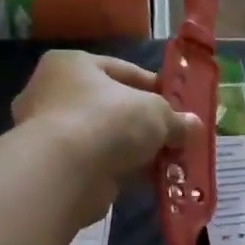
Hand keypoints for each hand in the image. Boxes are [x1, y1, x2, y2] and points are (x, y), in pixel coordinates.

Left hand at [12, 51, 195, 219]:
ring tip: (167, 161)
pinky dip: (122, 170)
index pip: (123, 71)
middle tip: (174, 135)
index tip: (179, 105)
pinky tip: (149, 180)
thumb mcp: (155, 113)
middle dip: (145, 123)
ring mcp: (51, 132)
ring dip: (135, 150)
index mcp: (72, 65)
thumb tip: (193, 126)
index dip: (156, 88)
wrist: (64, 173)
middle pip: (113, 106)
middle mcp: (54, 92)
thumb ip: (176, 119)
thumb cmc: (108, 121)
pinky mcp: (55, 166)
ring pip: (106, 137)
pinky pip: (98, 163)